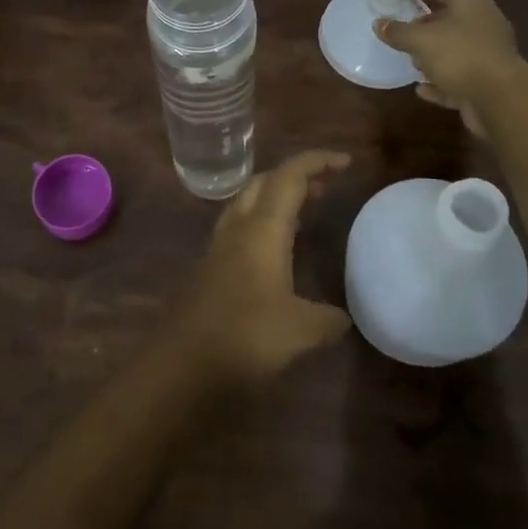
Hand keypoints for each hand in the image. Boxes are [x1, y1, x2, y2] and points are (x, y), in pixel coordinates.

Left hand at [172, 151, 352, 390]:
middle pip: (265, 182)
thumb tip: (343, 318)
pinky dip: (264, 224)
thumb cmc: (245, 337)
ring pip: (248, 203)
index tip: (346, 162)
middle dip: (296, 176)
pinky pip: (240, 228)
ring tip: (305, 211)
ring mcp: (219, 247)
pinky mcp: (210, 268)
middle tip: (326, 187)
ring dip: (276, 198)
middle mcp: (239, 227)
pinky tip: (277, 252)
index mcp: (263, 228)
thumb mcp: (300, 331)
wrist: (181, 365)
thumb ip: (327, 319)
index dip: (317, 162)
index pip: (290, 176)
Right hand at [374, 0, 523, 139]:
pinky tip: (420, 87)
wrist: (502, 101)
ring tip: (405, 54)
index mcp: (469, 1)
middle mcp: (480, 22)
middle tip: (395, 19)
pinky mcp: (485, 80)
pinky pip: (456, 75)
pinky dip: (438, 79)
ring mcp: (485, 52)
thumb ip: (398, 31)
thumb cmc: (461, 56)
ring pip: (452, 45)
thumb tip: (379, 24)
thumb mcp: (422, 40)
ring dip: (430, 50)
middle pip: (446, 12)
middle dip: (420, 17)